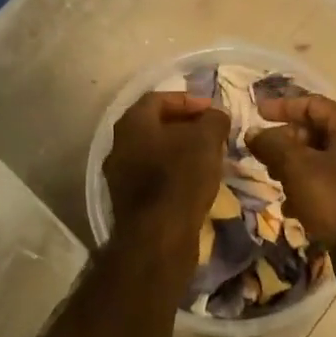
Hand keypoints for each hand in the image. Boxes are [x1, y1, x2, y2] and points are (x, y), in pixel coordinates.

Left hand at [102, 92, 230, 264]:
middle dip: (184, 125)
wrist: (158, 238)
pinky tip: (194, 182)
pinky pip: (151, 176)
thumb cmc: (180, 178)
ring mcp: (119, 176)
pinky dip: (172, 173)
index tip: (212, 110)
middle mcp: (119, 145)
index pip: (158, 98)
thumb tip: (216, 115)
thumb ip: (213, 120)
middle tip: (211, 132)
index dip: (187, 100)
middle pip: (154, 125)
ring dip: (179, 150)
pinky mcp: (127, 202)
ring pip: (153, 152)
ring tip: (207, 157)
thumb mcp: (207, 140)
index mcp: (132, 123)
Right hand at [249, 95, 335, 253]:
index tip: (256, 114)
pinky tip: (293, 205)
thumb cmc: (335, 198)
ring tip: (275, 180)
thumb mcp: (296, 168)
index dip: (281, 107)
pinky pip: (335, 179)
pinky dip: (312, 184)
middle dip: (287, 142)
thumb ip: (272, 145)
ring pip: (325, 157)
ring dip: (296, 165)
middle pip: (319, 131)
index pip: (312, 104)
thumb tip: (253, 133)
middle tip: (264, 154)